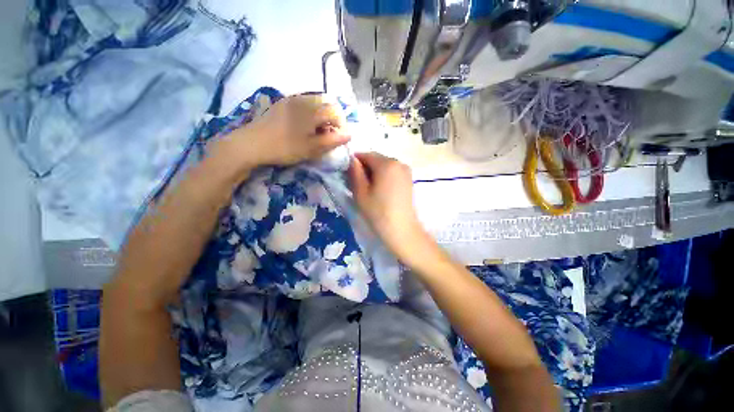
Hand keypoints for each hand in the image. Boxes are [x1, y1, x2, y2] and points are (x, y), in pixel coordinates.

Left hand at [212, 94, 350, 171]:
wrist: (251, 144)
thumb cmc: (284, 147)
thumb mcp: (311, 148)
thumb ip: (332, 141)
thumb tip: (349, 134)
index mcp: (311, 110)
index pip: (336, 111)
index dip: (342, 125)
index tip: (338, 138)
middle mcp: (303, 99)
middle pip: (327, 104)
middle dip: (332, 120)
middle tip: (328, 136)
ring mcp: (291, 99)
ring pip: (315, 103)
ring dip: (321, 117)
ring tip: (316, 133)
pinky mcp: (282, 103)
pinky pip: (303, 104)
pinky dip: (310, 114)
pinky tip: (303, 127)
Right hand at [348, 152, 432, 263]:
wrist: (402, 230)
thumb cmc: (378, 212)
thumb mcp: (361, 192)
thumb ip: (354, 173)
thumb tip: (352, 160)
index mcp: (386, 163)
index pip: (366, 155)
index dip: (355, 163)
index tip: (348, 175)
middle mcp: (399, 162)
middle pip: (376, 159)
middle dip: (365, 168)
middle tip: (357, 184)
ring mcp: (406, 171)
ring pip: (384, 166)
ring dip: (374, 173)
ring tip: (369, 190)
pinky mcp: (409, 180)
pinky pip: (392, 172)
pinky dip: (384, 177)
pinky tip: (380, 192)